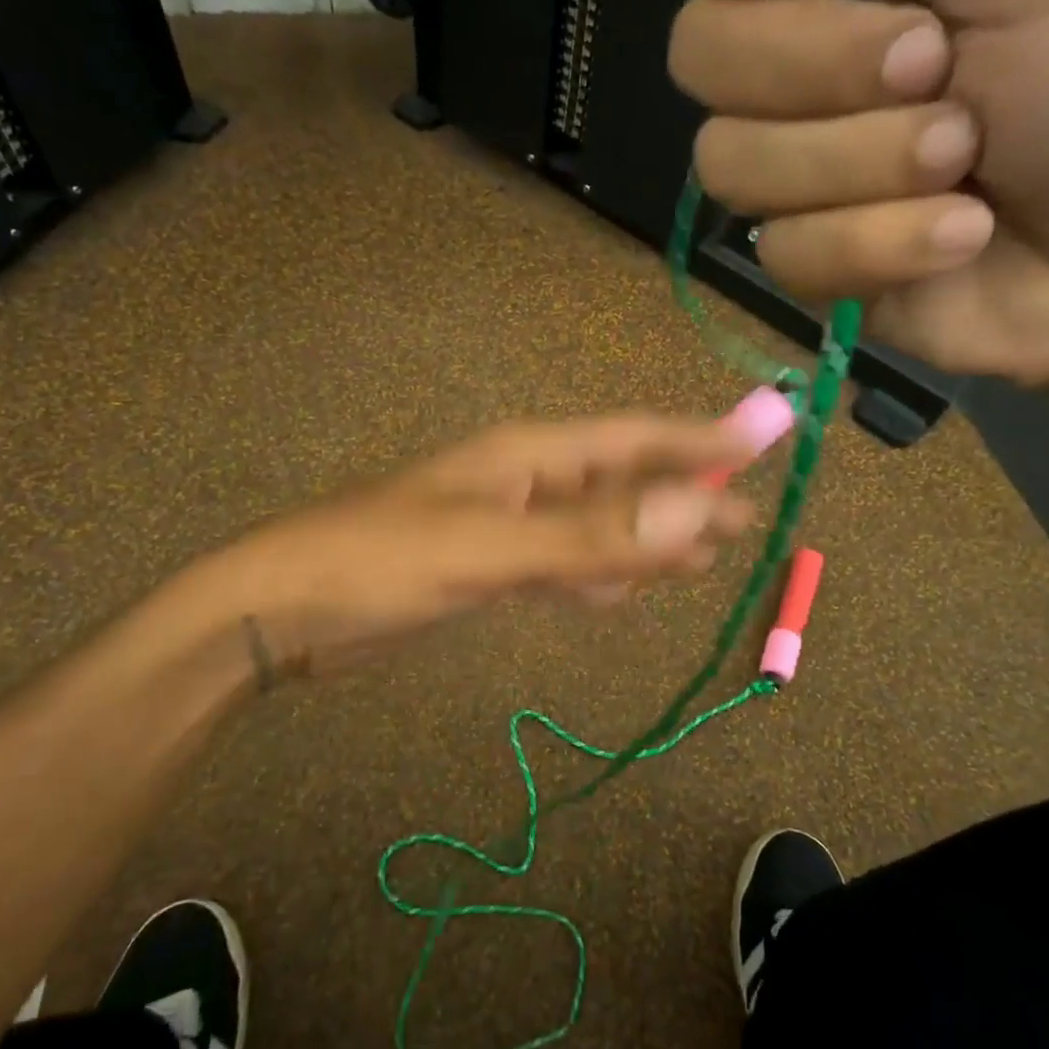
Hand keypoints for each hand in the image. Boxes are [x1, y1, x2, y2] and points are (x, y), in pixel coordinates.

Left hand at [198, 414, 756, 678]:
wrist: (284, 610)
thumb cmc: (380, 562)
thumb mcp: (489, 549)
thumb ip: (592, 534)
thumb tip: (698, 510)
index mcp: (527, 456)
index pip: (632, 439)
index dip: (698, 440)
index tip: (764, 441)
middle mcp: (524, 481)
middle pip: (622, 482)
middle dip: (685, 497)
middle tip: (748, 520)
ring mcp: (505, 526)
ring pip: (596, 526)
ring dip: (647, 540)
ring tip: (704, 558)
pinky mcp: (486, 568)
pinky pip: (562, 564)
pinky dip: (598, 575)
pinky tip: (620, 591)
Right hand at [670, 0, 1048, 394]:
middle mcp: (796, 70)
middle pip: (699, 48)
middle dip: (820, 63)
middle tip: (937, 69)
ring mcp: (794, 176)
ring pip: (730, 160)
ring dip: (860, 163)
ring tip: (967, 167)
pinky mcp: (806, 264)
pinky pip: (783, 251)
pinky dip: (880, 245)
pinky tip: (958, 240)